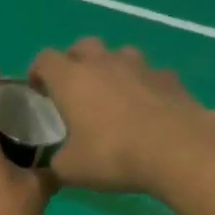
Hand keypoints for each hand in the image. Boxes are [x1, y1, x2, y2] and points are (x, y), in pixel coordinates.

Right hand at [29, 38, 214, 193]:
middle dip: (75, 62)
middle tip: (75, 89)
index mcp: (71, 78)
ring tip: (113, 94)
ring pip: (119, 54)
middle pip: (82, 45)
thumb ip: (57, 162)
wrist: (176, 148)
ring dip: (111, 68)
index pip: (45, 59)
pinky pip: (150, 74)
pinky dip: (144, 85)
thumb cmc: (113, 154)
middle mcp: (103, 62)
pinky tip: (148, 107)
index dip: (38, 71)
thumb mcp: (72, 169)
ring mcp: (140, 65)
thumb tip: (56, 162)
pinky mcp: (169, 77)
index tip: (38, 90)